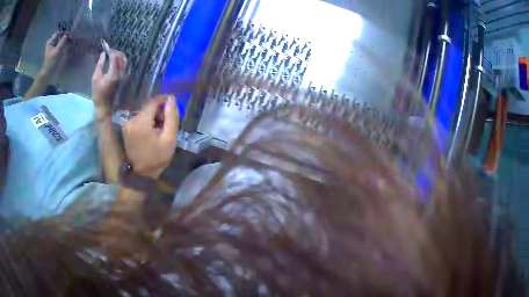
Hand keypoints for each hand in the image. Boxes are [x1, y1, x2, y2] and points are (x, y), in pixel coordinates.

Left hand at [41, 31, 69, 76]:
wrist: (47, 73)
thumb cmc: (51, 62)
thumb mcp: (57, 51)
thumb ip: (62, 41)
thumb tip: (67, 34)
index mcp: (50, 41)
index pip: (58, 33)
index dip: (64, 33)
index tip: (69, 35)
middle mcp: (51, 42)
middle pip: (60, 36)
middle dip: (65, 36)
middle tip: (71, 38)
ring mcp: (53, 47)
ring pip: (60, 40)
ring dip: (65, 40)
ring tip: (70, 41)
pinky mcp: (55, 51)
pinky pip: (60, 44)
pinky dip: (64, 44)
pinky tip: (67, 45)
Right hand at [92, 50, 127, 111]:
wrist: (104, 106)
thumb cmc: (98, 94)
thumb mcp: (95, 78)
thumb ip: (100, 65)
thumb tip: (103, 54)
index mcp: (114, 74)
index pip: (114, 57)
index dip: (110, 50)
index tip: (105, 45)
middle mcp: (121, 74)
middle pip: (121, 57)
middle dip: (114, 51)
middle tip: (107, 49)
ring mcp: (123, 76)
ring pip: (124, 60)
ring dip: (118, 54)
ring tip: (110, 53)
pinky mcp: (123, 78)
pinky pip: (124, 65)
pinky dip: (120, 60)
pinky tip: (113, 59)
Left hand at [124, 95, 178, 178]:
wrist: (142, 174)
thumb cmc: (157, 158)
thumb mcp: (170, 138)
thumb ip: (171, 117)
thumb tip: (171, 99)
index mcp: (142, 122)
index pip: (153, 102)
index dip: (163, 100)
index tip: (172, 103)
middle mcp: (132, 120)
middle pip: (148, 107)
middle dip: (159, 111)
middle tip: (167, 121)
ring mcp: (127, 125)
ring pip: (143, 113)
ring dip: (153, 117)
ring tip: (160, 128)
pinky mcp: (126, 130)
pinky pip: (138, 120)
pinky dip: (147, 122)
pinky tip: (152, 131)